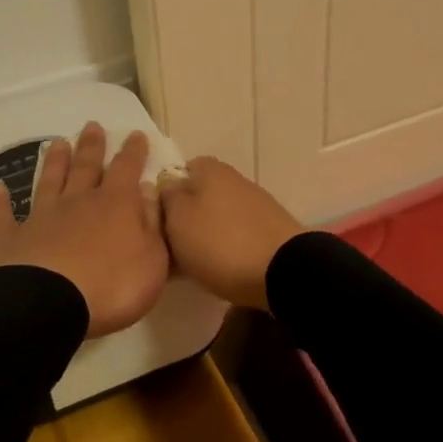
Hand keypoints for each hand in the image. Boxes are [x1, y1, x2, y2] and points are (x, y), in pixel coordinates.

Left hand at [0, 122, 169, 338]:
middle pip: (85, 168)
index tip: (134, 134)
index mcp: (115, 205)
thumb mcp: (152, 260)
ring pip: (49, 182)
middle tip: (91, 125)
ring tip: (57, 143)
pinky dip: (0, 201)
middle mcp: (77, 203)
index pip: (126, 169)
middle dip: (91, 146)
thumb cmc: (111, 286)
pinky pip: (4, 215)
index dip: (133, 152)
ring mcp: (41, 218)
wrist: (47, 305)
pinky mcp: (10, 239)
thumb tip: (147, 191)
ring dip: (54, 162)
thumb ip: (152, 223)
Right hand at [157, 156, 304, 310]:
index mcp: (211, 170)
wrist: (283, 272)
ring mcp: (257, 205)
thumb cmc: (220, 242)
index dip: (167, 192)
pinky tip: (222, 269)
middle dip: (187, 217)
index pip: (181, 169)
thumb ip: (167, 197)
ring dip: (207, 235)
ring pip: (218, 216)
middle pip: (201, 195)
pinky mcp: (271, 230)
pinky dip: (228, 248)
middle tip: (173, 246)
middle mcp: (235, 180)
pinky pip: (238, 235)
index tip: (159, 218)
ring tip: (195, 264)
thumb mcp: (178, 219)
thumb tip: (168, 186)